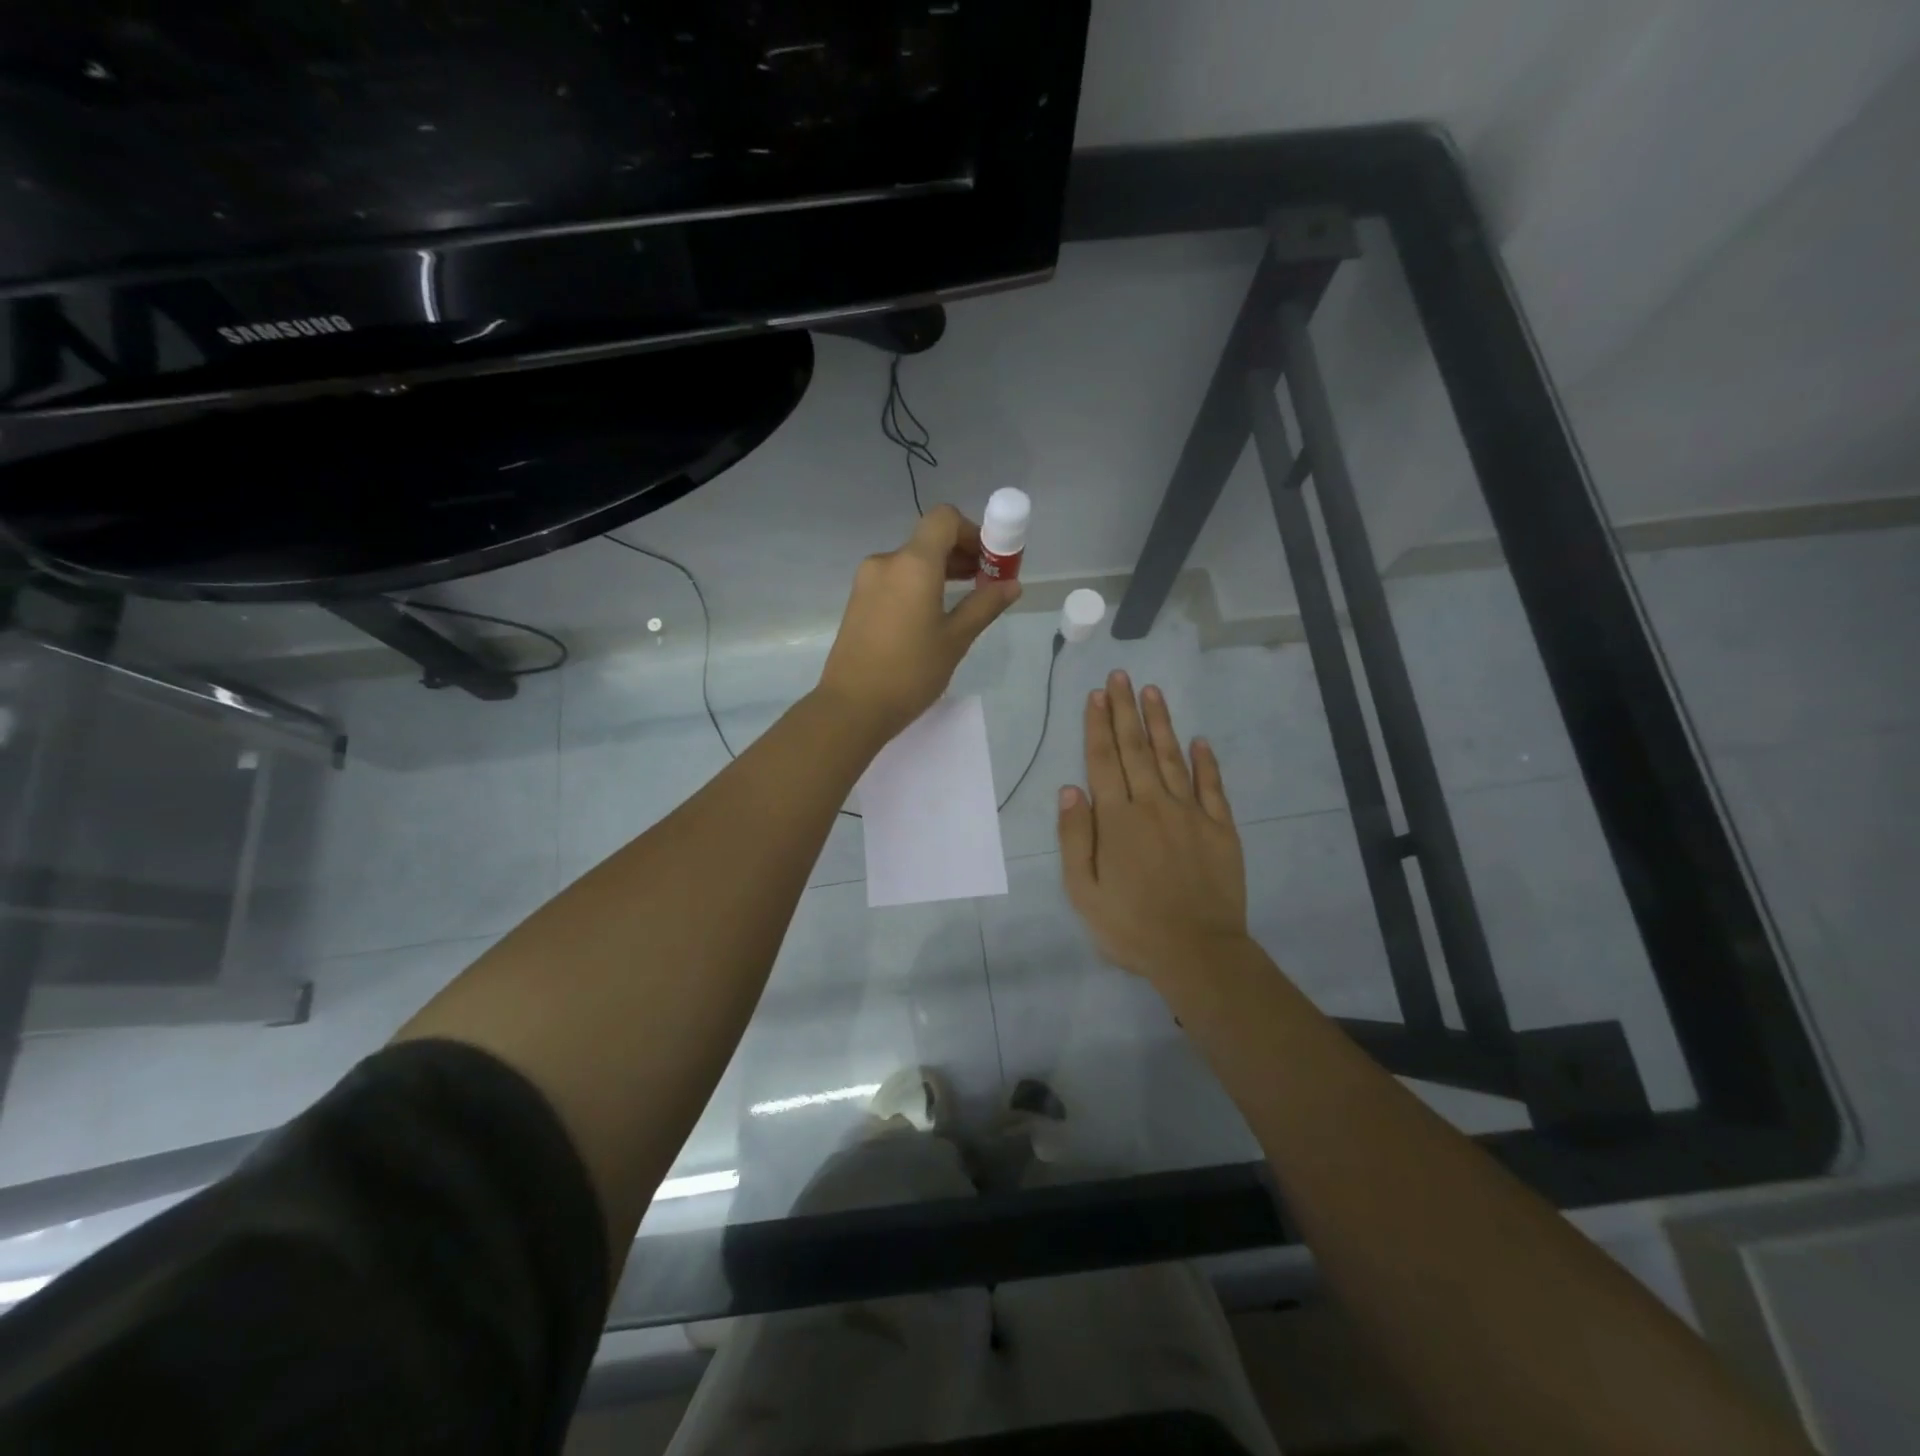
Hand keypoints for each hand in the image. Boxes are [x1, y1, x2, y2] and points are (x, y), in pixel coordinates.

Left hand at [817, 505, 1021, 743]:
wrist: (852, 707)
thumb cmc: (910, 672)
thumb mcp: (956, 639)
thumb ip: (984, 605)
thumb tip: (1012, 585)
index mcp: (913, 564)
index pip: (944, 519)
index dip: (972, 531)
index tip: (989, 560)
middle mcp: (886, 562)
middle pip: (929, 540)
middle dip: (961, 553)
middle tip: (985, 583)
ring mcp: (867, 581)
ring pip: (911, 561)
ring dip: (940, 571)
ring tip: (962, 602)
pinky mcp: (858, 601)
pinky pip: (895, 579)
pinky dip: (918, 585)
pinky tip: (931, 616)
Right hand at [1058, 672, 1248, 983]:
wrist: (1197, 952)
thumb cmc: (1130, 926)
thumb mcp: (1083, 890)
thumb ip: (1076, 836)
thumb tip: (1070, 789)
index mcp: (1117, 819)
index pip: (1103, 760)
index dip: (1098, 725)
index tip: (1097, 694)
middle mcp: (1153, 805)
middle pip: (1135, 749)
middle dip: (1125, 710)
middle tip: (1121, 676)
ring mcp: (1191, 814)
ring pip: (1172, 758)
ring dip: (1160, 723)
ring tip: (1152, 691)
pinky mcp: (1221, 829)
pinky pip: (1212, 787)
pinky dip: (1205, 761)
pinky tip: (1199, 740)